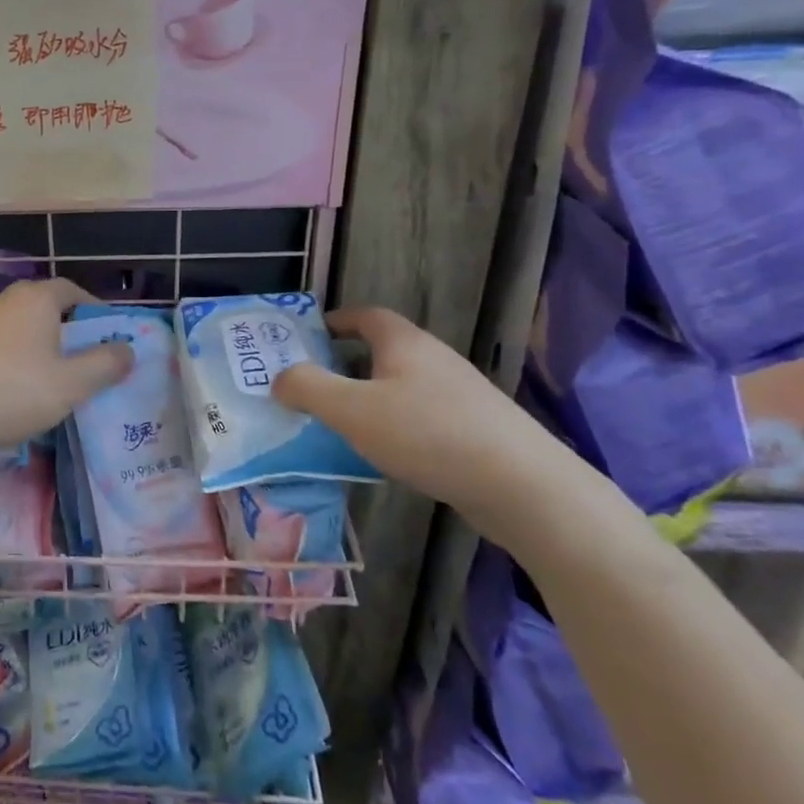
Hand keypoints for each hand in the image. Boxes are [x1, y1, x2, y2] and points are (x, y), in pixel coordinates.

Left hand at [0, 279, 132, 468]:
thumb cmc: (16, 392)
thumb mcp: (73, 383)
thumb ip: (105, 364)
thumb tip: (127, 350)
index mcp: (36, 299)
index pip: (72, 290)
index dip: (95, 309)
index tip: (111, 334)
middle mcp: (8, 301)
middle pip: (48, 306)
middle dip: (72, 328)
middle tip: (91, 356)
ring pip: (26, 325)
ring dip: (47, 343)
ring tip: (63, 373)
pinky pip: (7, 342)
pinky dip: (23, 355)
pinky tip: (28, 384)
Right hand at [272, 307, 574, 535]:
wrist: (524, 488)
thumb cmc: (427, 435)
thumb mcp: (351, 410)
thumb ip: (307, 388)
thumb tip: (280, 379)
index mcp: (404, 344)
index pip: (365, 316)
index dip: (334, 321)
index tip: (305, 338)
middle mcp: (434, 360)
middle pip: (382, 351)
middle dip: (345, 365)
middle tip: (311, 387)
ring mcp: (460, 396)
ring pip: (402, 386)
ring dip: (369, 398)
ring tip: (340, 425)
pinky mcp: (476, 430)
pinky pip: (422, 417)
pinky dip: (395, 425)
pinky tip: (385, 455)